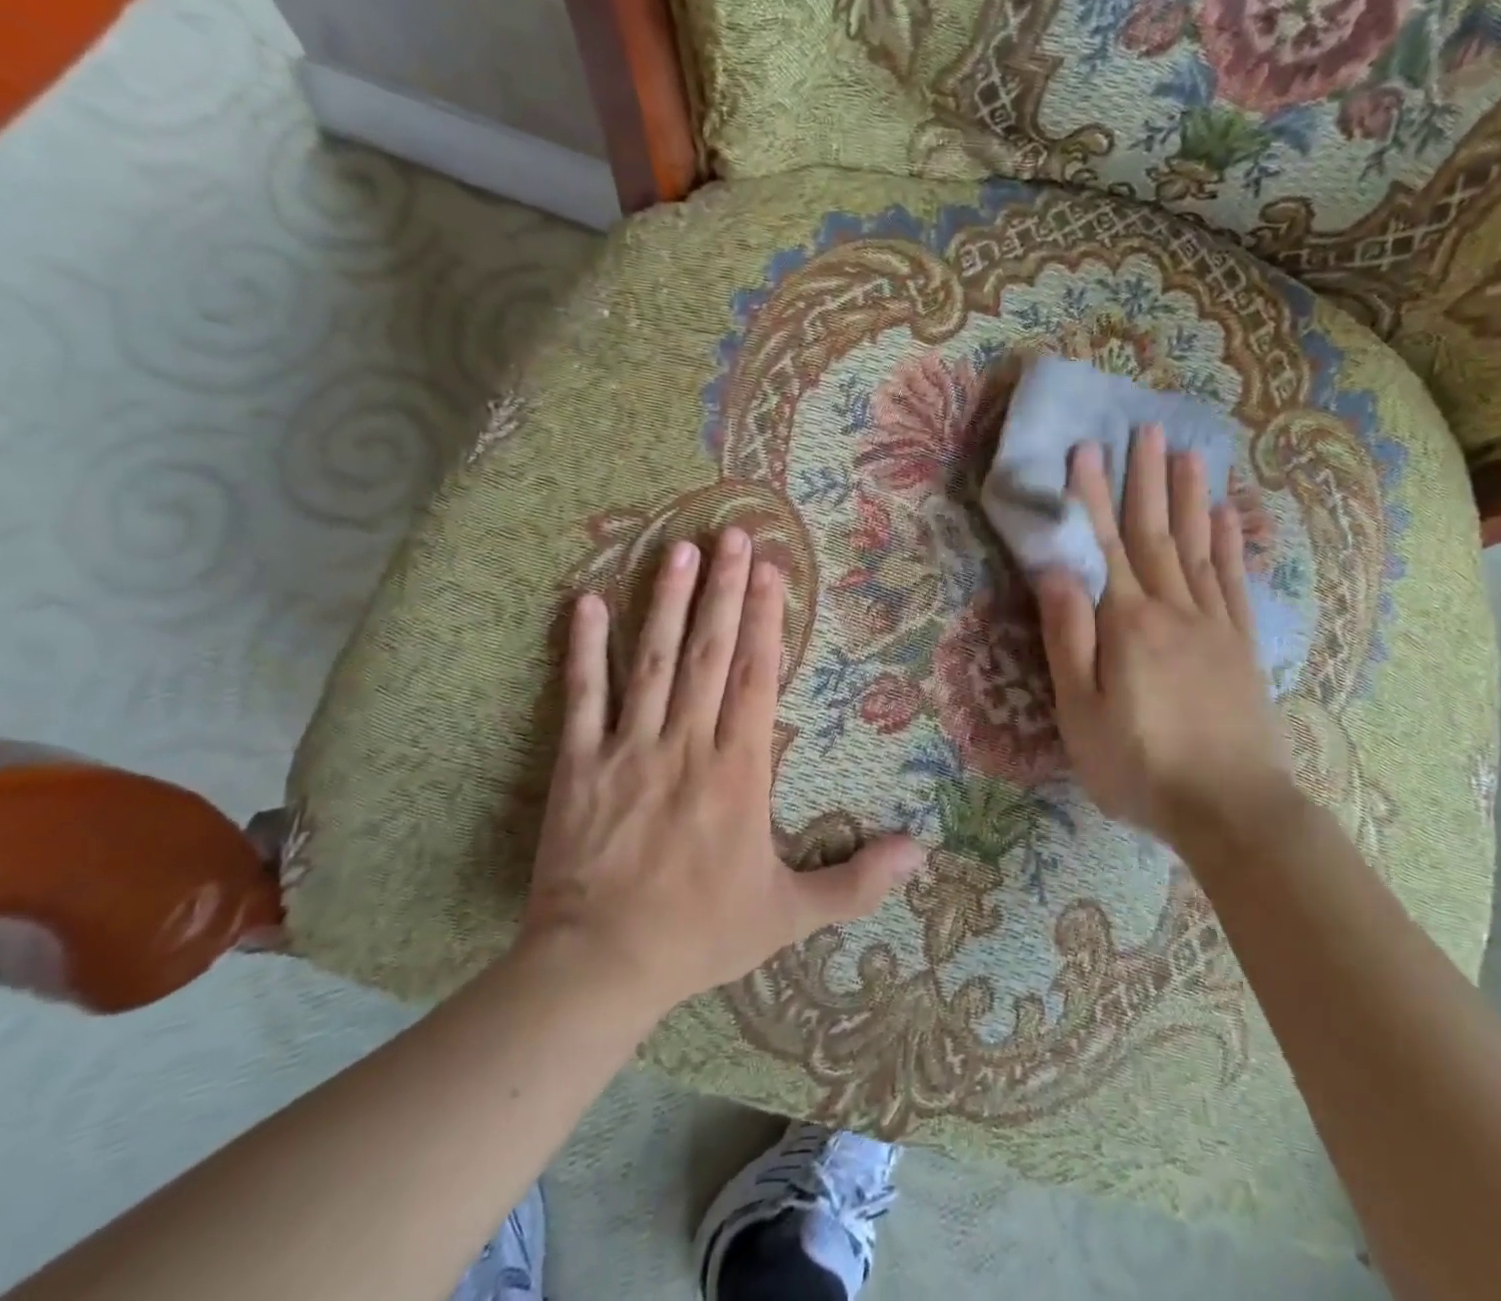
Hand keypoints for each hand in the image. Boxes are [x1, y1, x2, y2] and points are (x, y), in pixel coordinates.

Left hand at [521, 527, 923, 1007]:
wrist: (600, 967)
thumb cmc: (700, 934)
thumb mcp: (789, 916)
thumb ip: (857, 882)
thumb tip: (921, 853)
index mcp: (738, 770)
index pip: (756, 677)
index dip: (767, 620)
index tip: (772, 570)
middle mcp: (687, 743)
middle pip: (710, 652)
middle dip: (726, 590)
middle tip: (734, 534)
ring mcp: (629, 748)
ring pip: (653, 660)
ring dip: (668, 602)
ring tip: (680, 550)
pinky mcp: (579, 763)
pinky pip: (581, 696)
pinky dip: (583, 649)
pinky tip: (586, 603)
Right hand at [1034, 427, 1293, 852]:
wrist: (1233, 810)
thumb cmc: (1141, 766)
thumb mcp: (1082, 712)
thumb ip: (1070, 638)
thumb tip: (1056, 570)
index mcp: (1128, 624)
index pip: (1105, 546)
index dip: (1092, 496)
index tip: (1087, 449)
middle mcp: (1173, 610)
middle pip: (1156, 533)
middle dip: (1147, 480)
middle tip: (1147, 429)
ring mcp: (1214, 625)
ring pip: (1200, 547)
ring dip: (1191, 498)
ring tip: (1188, 453)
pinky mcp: (1242, 646)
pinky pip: (1235, 582)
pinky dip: (1232, 544)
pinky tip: (1229, 516)